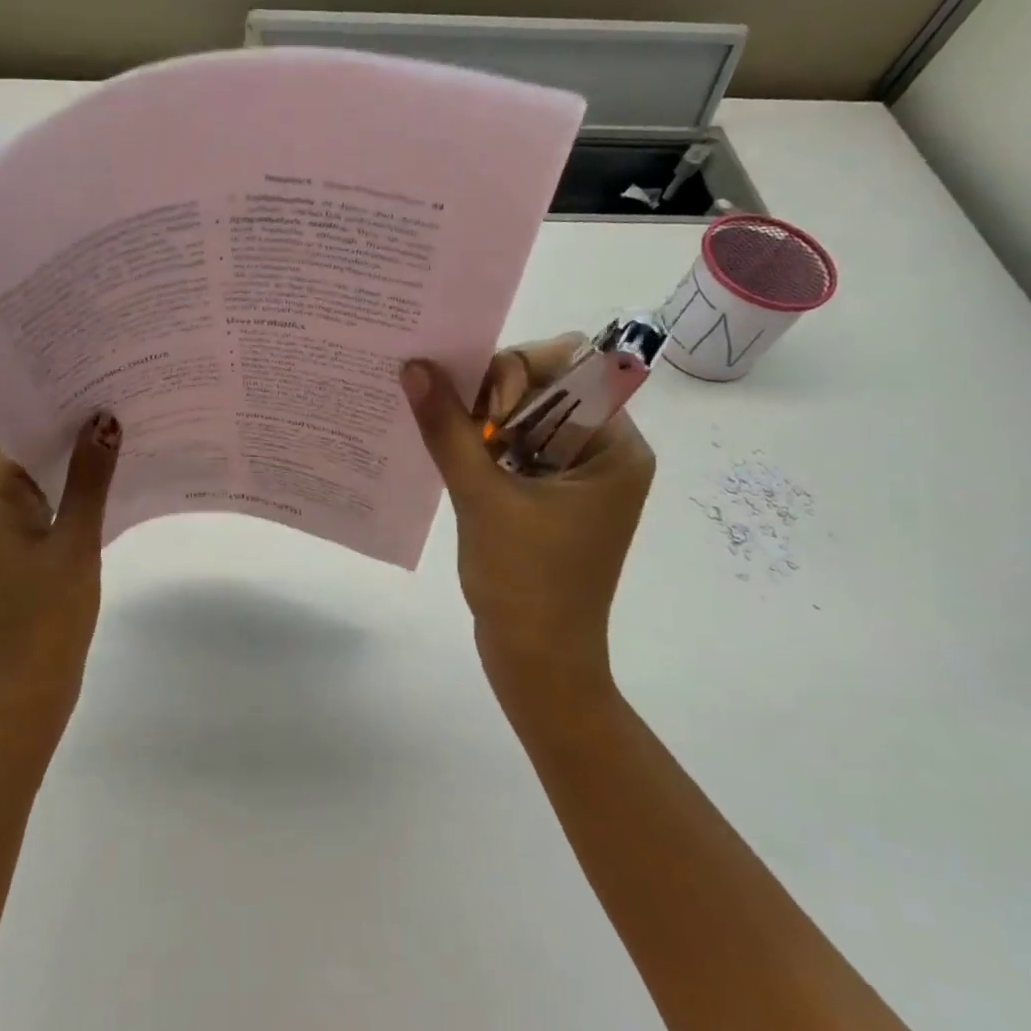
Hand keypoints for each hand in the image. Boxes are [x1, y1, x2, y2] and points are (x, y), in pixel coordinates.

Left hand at [0, 413, 121, 741]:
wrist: (24, 697)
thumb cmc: (46, 619)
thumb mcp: (76, 543)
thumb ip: (91, 479)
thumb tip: (105, 421)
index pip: (15, 434)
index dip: (56, 408)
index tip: (99, 384)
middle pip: (22, 454)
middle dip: (68, 433)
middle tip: (119, 402)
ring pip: (33, 482)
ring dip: (70, 464)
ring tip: (120, 434)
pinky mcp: (7, 554)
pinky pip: (37, 508)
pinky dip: (67, 495)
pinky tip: (107, 482)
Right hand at [402, 339, 653, 707]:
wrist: (538, 663)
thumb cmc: (524, 581)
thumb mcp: (482, 497)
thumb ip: (448, 428)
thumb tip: (415, 367)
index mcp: (614, 447)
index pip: (572, 369)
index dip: (520, 371)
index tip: (480, 406)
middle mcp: (604, 453)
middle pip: (547, 390)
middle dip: (495, 396)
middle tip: (453, 421)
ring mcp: (577, 478)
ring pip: (526, 420)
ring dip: (484, 422)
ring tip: (445, 439)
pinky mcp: (551, 498)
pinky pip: (518, 450)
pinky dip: (485, 447)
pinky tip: (450, 456)